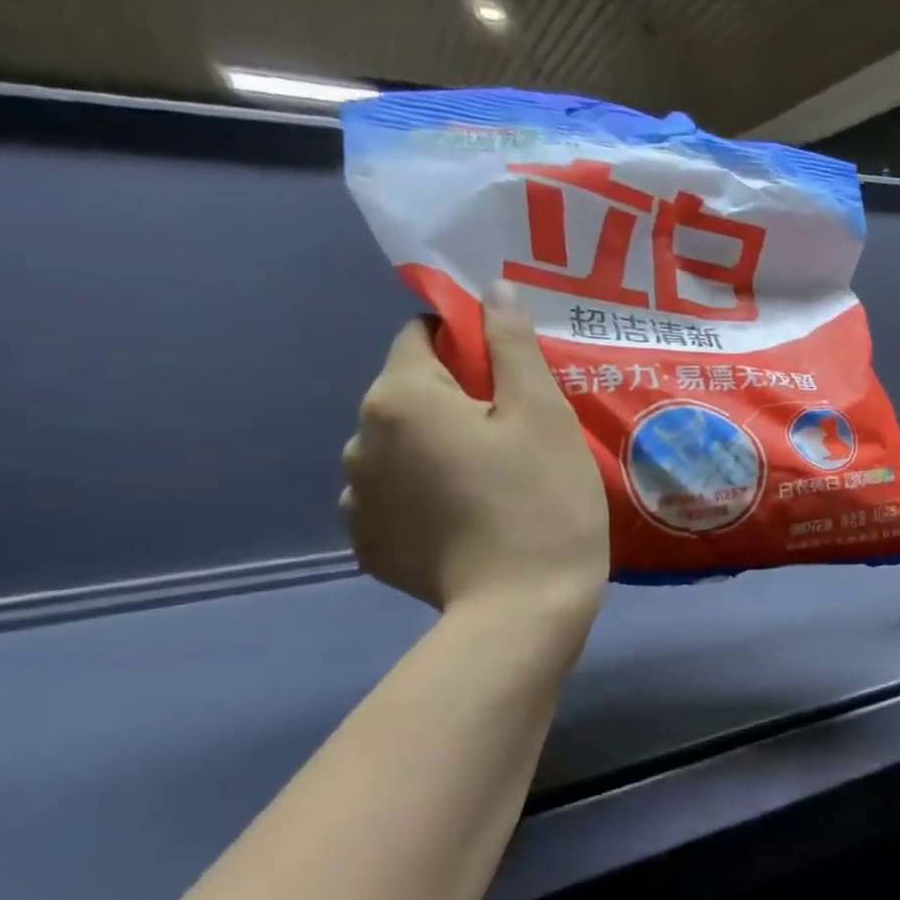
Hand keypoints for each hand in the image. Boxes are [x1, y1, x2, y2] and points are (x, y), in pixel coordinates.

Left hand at [341, 283, 608, 617]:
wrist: (523, 608)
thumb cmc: (543, 500)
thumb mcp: (543, 414)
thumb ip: (513, 346)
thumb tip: (494, 290)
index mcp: (400, 398)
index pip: (420, 336)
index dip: (469, 345)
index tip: (515, 379)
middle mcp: (358, 440)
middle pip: (410, 395)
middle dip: (457, 401)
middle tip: (518, 437)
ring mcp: (355, 499)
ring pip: (400, 448)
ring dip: (438, 450)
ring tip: (495, 485)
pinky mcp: (369, 545)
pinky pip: (395, 498)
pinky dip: (426, 497)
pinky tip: (469, 521)